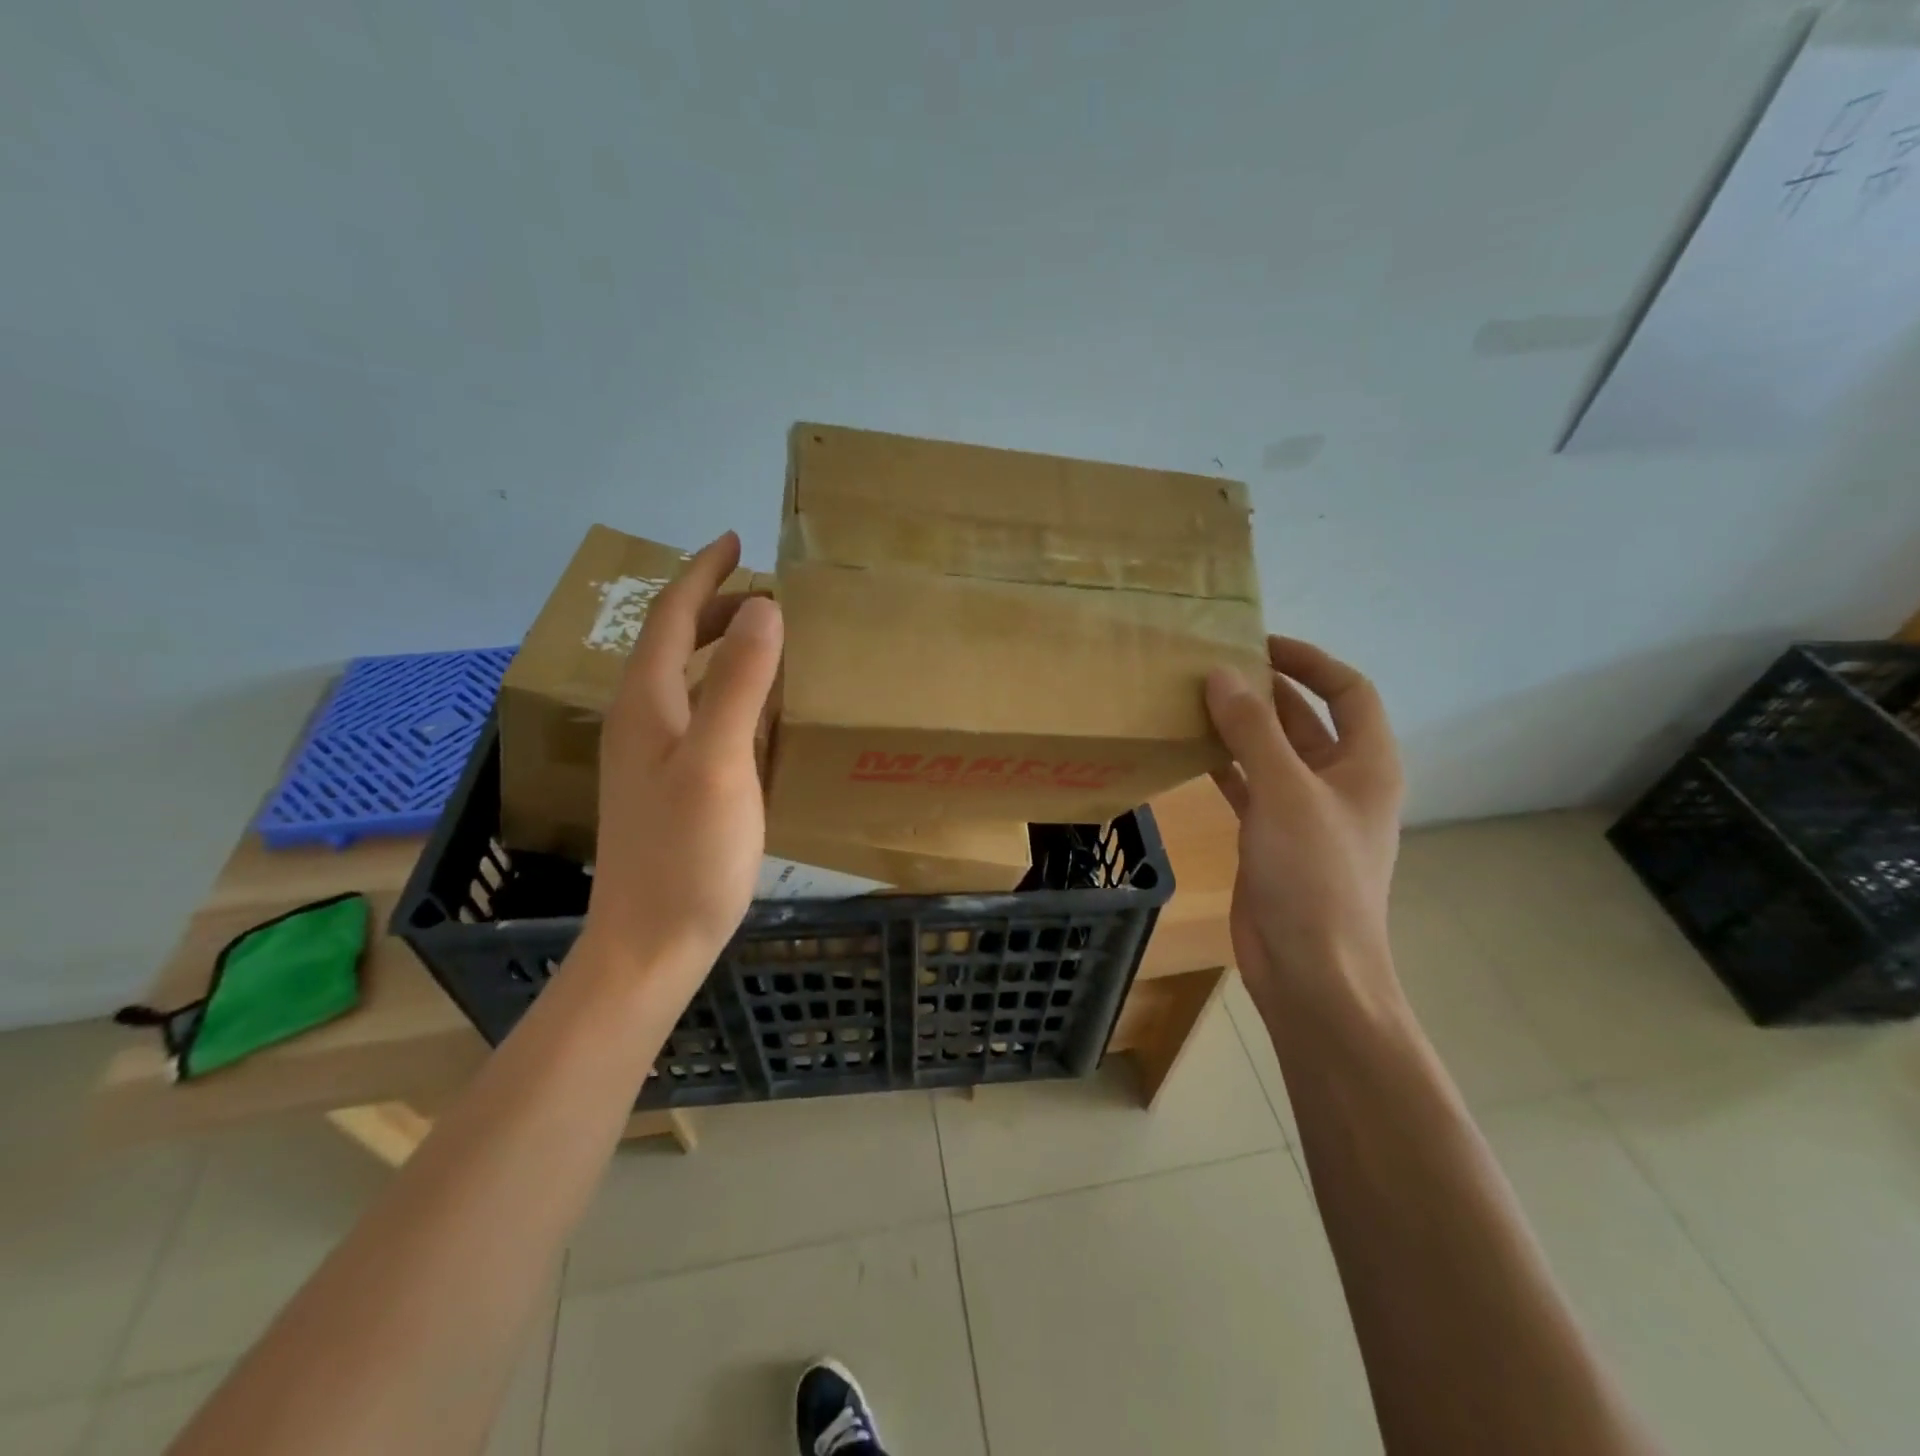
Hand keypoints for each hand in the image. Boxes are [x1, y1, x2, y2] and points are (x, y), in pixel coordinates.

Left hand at [578, 531, 782, 1004]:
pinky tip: (757, 708)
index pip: (671, 617)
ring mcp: (651, 755)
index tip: (735, 541)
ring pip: (685, 679)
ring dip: (720, 648)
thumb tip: (765, 608)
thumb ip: (738, 683)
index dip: (702, 574)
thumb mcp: (719, 762)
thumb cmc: (687, 854)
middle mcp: (641, 720)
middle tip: (766, 594)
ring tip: (765, 638)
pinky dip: (727, 691)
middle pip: (673, 644)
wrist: (651, 943)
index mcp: (647, 703)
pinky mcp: (668, 784)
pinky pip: (698, 714)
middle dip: (715, 607)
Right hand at [1204, 636, 1404, 1019]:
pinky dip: (1223, 765)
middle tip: (1212, 666)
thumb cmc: (1313, 876)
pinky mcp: (1270, 837)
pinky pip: (1247, 786)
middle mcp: (1339, 782)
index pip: (1348, 691)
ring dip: (1239, 727)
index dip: (1310, 661)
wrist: (1310, 968)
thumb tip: (1222, 675)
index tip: (1260, 643)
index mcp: (1366, 765)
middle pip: (1305, 719)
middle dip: (1265, 691)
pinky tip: (1189, 750)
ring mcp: (1303, 812)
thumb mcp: (1285, 793)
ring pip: (1271, 753)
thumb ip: (1253, 731)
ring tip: (1193, 699)